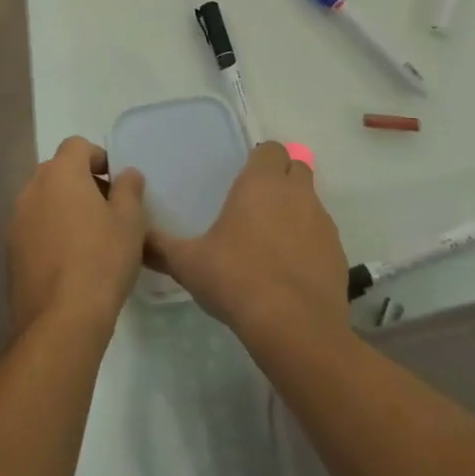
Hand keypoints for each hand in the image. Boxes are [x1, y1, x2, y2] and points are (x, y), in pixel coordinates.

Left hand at [7, 136, 145, 336]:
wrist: (61, 320)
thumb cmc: (102, 260)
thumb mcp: (129, 221)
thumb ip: (129, 189)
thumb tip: (126, 174)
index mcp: (60, 174)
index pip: (76, 145)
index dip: (98, 157)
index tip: (115, 184)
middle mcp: (32, 190)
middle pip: (57, 171)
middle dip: (81, 183)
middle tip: (106, 210)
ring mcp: (16, 221)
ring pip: (44, 200)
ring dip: (64, 208)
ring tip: (89, 239)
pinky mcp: (10, 252)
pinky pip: (34, 228)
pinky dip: (50, 233)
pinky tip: (70, 262)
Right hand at [145, 142, 349, 344]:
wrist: (294, 326)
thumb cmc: (236, 279)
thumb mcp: (188, 263)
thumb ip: (160, 246)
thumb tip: (136, 238)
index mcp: (261, 182)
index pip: (271, 149)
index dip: (260, 160)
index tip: (244, 180)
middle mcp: (296, 192)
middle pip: (296, 168)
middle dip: (281, 178)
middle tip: (257, 206)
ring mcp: (322, 222)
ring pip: (311, 201)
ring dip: (296, 210)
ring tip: (272, 241)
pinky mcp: (338, 252)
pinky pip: (322, 235)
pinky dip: (309, 242)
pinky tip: (291, 270)